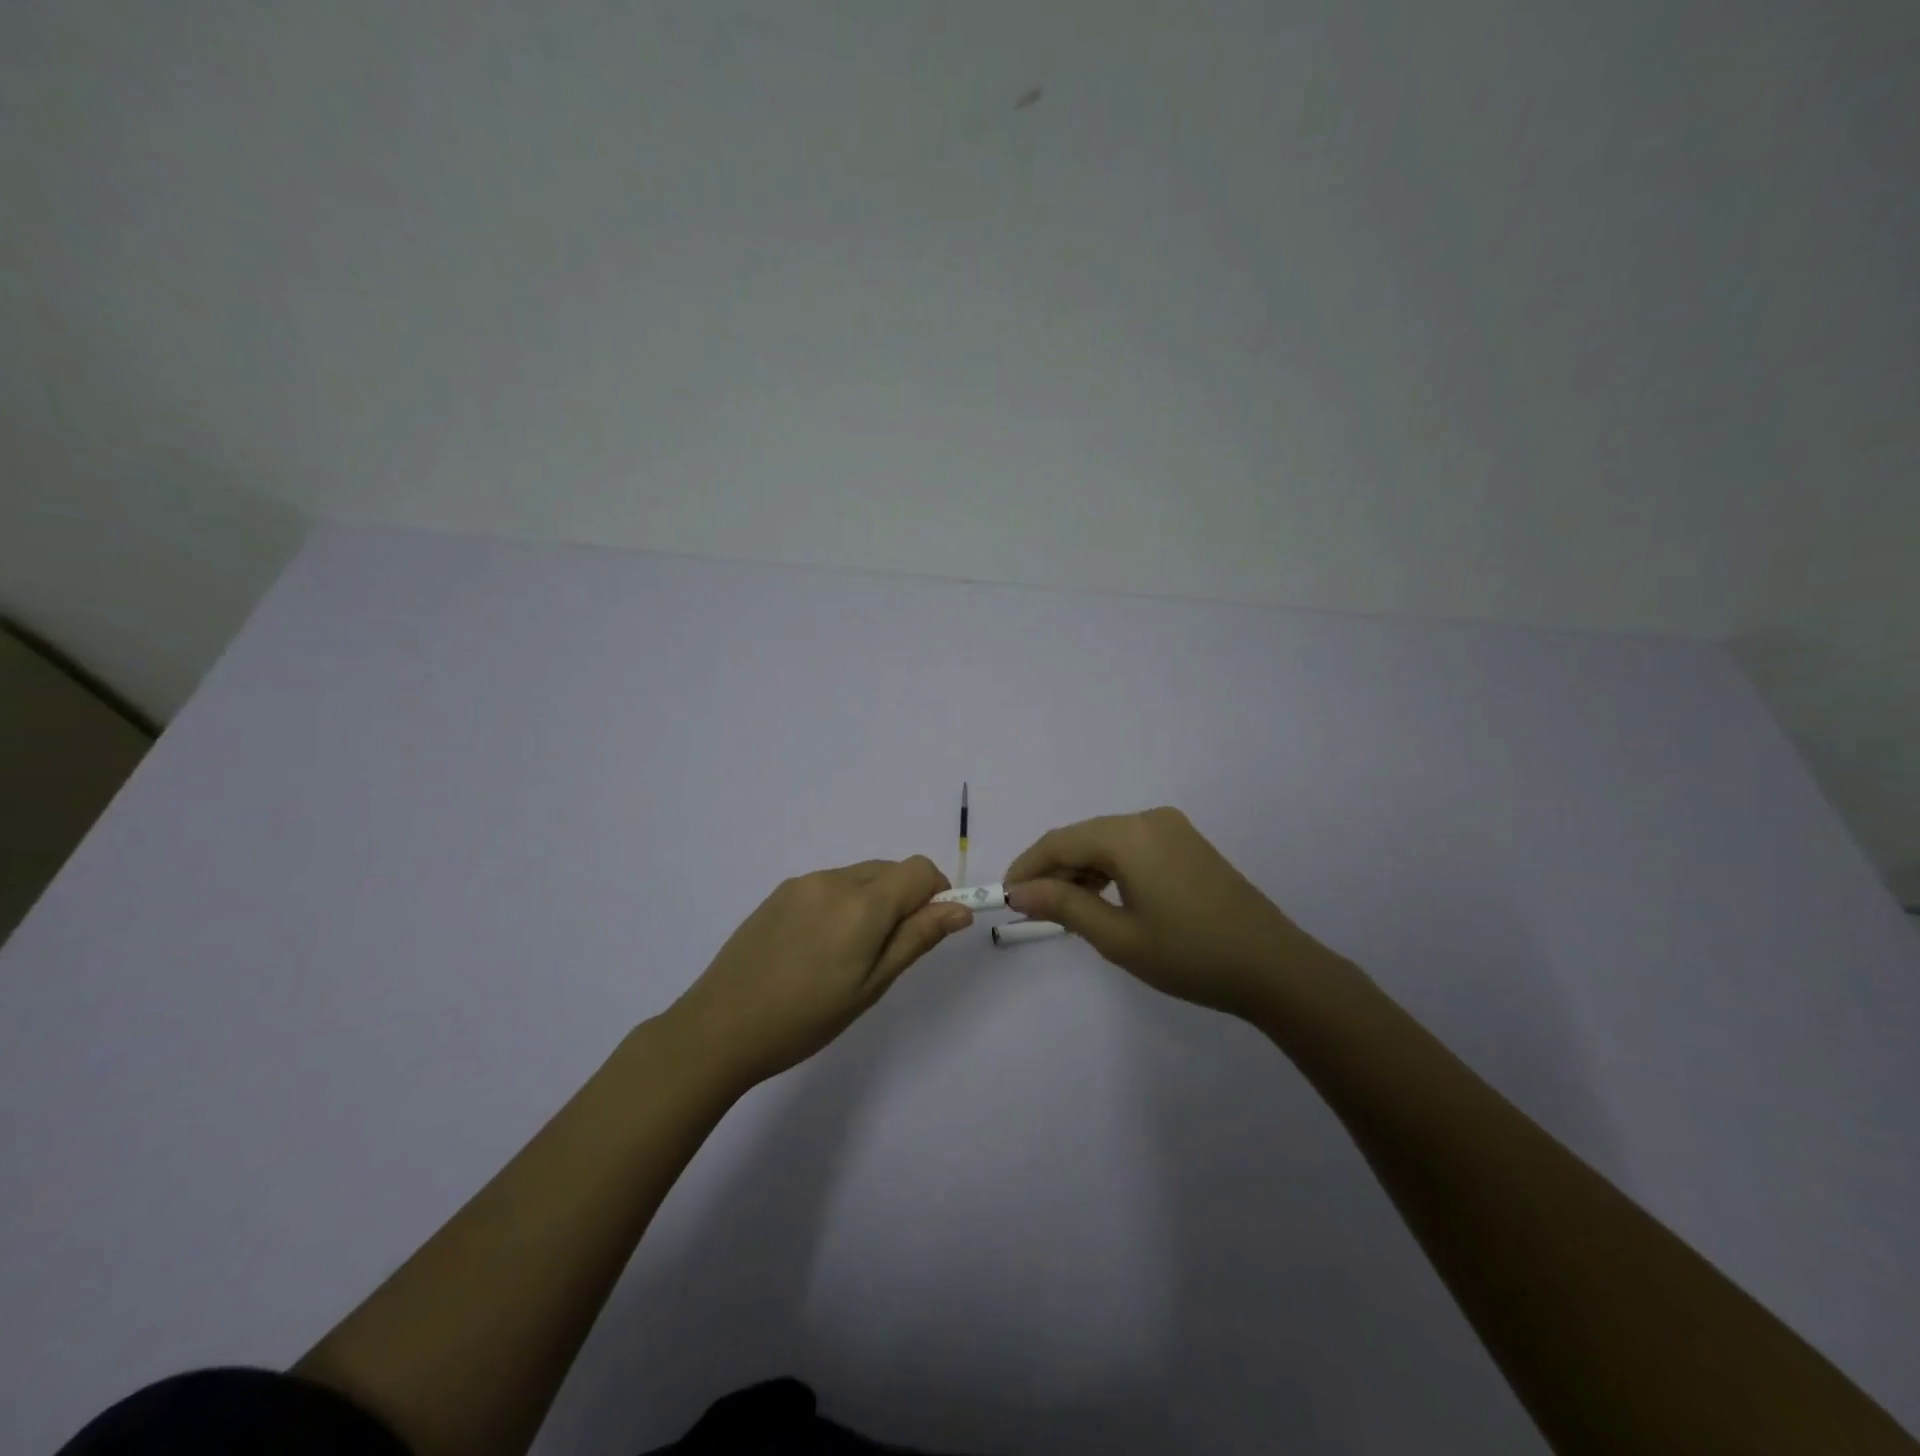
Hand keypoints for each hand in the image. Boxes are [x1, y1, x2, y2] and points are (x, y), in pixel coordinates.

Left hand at [666, 856, 970, 1088]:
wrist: (720, 1027)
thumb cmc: (806, 1017)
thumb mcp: (872, 985)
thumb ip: (917, 938)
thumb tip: (960, 908)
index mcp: (862, 903)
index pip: (919, 870)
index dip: (935, 893)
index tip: (928, 929)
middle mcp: (834, 879)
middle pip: (890, 870)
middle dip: (904, 899)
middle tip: (886, 952)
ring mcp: (803, 883)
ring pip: (860, 876)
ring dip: (872, 901)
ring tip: (847, 954)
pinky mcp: (779, 892)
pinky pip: (829, 885)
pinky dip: (842, 903)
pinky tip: (818, 946)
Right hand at [1005, 807, 1336, 1018]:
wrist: (1274, 968)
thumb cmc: (1190, 955)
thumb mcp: (1118, 936)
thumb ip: (1063, 905)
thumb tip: (1018, 890)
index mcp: (1130, 835)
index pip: (1061, 841)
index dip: (1027, 866)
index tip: (1004, 896)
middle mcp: (1149, 819)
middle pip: (1083, 837)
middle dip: (1052, 870)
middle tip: (1031, 909)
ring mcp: (1173, 829)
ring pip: (1107, 842)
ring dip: (1080, 870)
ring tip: (1063, 910)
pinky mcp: (1188, 844)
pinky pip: (1133, 847)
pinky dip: (1109, 869)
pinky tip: (1102, 898)